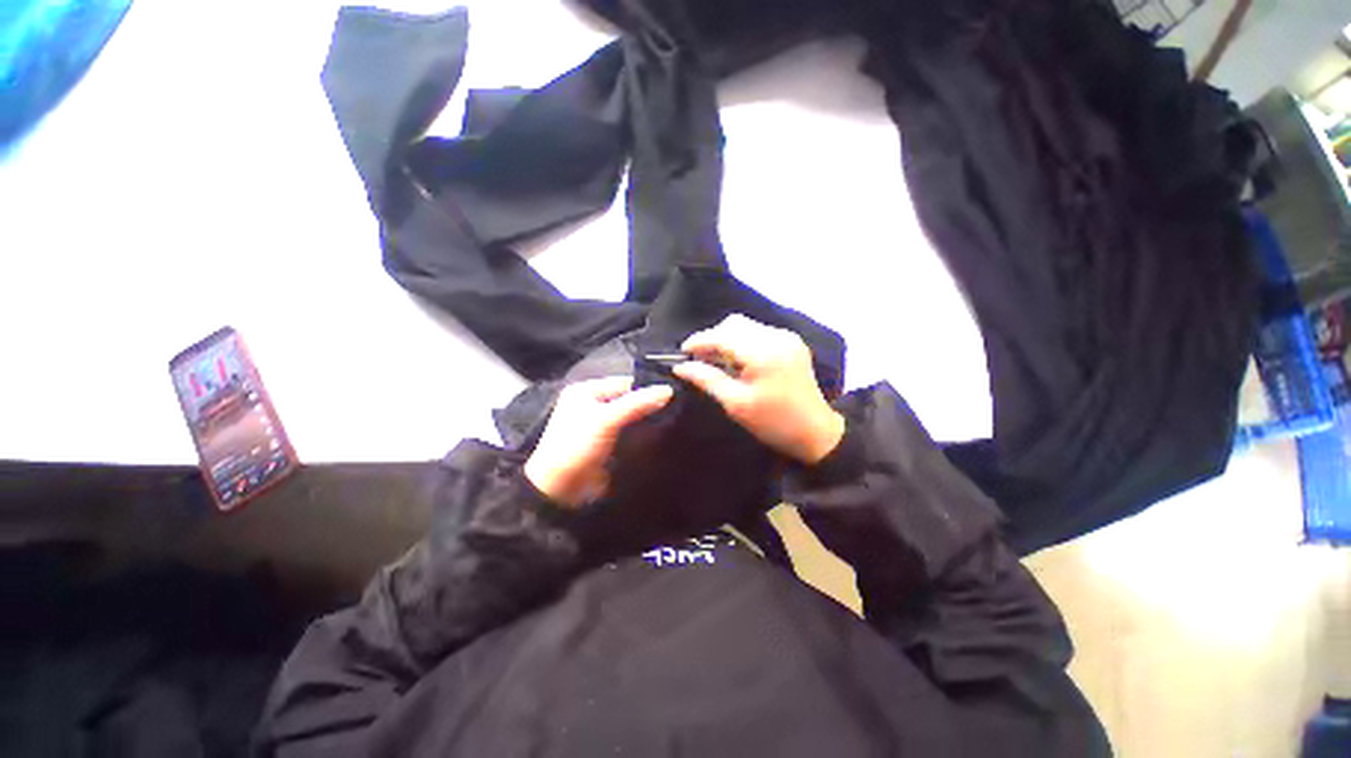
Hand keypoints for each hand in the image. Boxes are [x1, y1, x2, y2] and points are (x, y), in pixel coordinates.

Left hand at [524, 377, 673, 507]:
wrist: (559, 491)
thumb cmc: (577, 446)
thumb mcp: (606, 419)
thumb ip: (637, 403)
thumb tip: (668, 390)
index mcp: (587, 391)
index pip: (625, 383)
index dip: (648, 388)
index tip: (673, 394)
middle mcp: (593, 404)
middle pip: (629, 400)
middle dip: (649, 406)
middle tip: (676, 410)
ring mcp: (600, 426)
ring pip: (631, 418)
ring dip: (647, 422)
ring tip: (673, 423)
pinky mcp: (607, 445)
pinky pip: (629, 434)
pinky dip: (641, 436)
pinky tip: (660, 437)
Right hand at [673, 315, 844, 464]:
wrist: (816, 432)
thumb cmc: (773, 422)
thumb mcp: (736, 404)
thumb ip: (707, 379)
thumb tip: (681, 367)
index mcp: (762, 352)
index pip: (721, 335)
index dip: (698, 341)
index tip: (681, 354)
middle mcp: (775, 336)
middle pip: (733, 324)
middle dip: (712, 338)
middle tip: (700, 361)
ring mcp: (786, 337)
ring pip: (745, 326)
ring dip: (727, 339)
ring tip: (718, 362)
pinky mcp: (792, 342)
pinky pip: (758, 333)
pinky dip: (743, 342)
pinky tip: (739, 361)